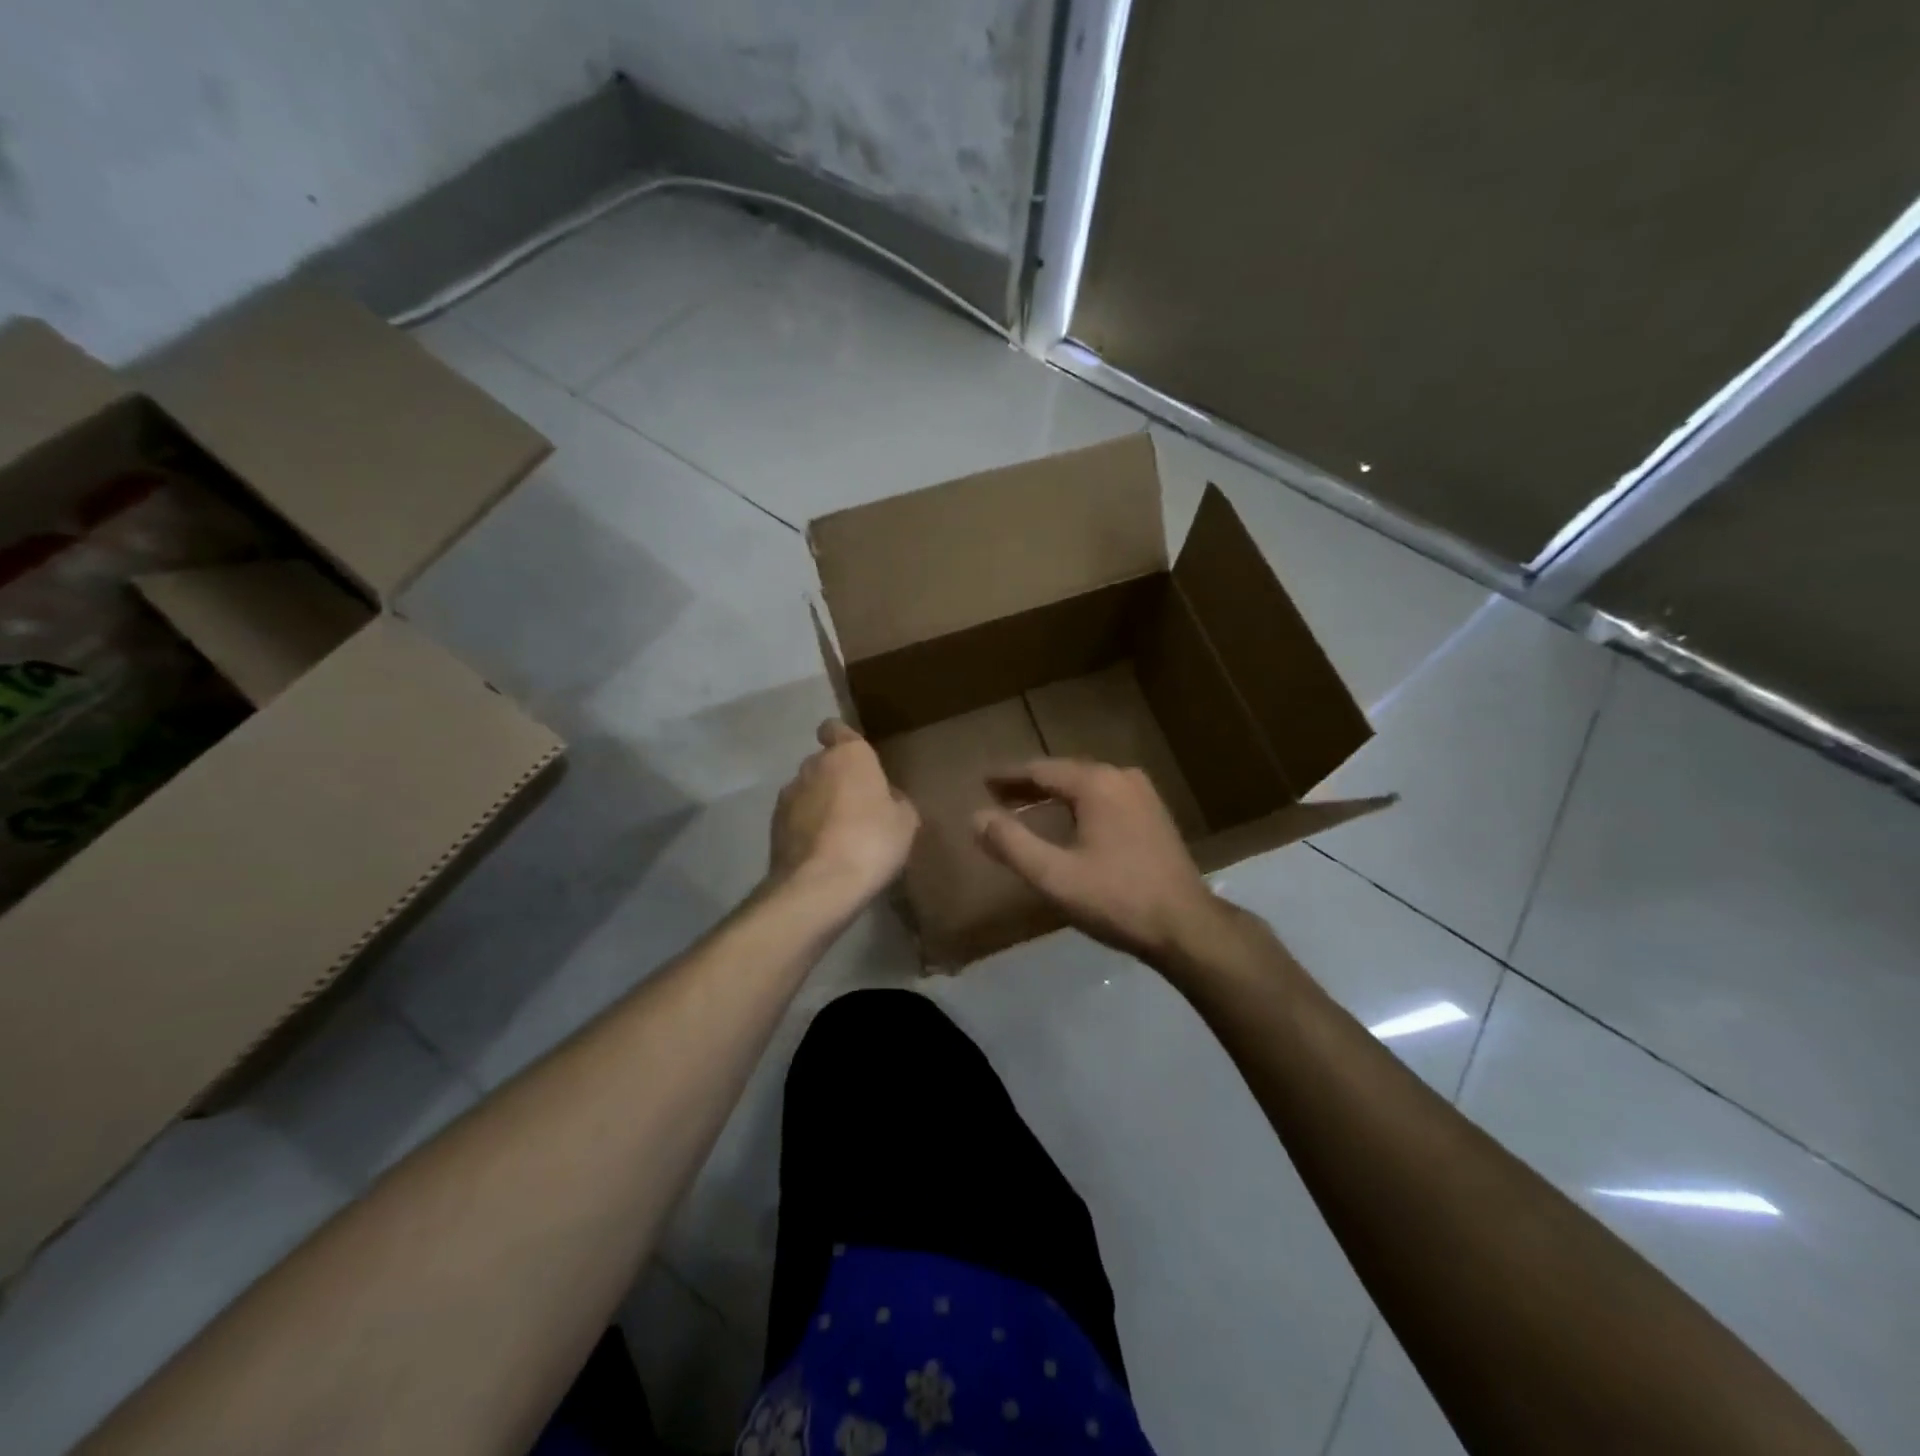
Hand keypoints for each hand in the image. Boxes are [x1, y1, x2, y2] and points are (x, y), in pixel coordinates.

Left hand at [770, 720, 918, 907]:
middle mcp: (812, 766)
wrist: (819, 885)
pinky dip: (805, 829)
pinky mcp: (773, 826)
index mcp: (848, 755)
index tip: (854, 759)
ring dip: (819, 805)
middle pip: (823, 763)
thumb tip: (884, 798)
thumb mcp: (905, 821)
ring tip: (838, 836)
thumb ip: (894, 800)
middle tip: (858, 807)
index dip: (842, 739)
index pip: (835, 729)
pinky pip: (795, 819)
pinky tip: (822, 853)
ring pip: (807, 791)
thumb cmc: (871, 841)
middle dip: (836, 779)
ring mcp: (788, 796)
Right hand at [973, 758, 1226, 969]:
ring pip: (1086, 785)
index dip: (1008, 776)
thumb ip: (1011, 843)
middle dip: (1029, 784)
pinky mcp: (1154, 814)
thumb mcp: (1054, 875)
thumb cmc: (1116, 899)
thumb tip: (976, 817)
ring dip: (1054, 794)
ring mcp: (1143, 794)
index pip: (1040, 770)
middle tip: (997, 794)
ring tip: (1025, 807)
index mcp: (1096, 783)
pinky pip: (1105, 797)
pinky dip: (1078, 804)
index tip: (982, 781)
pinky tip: (1067, 821)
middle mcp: (1121, 777)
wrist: (1186, 926)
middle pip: (1064, 773)